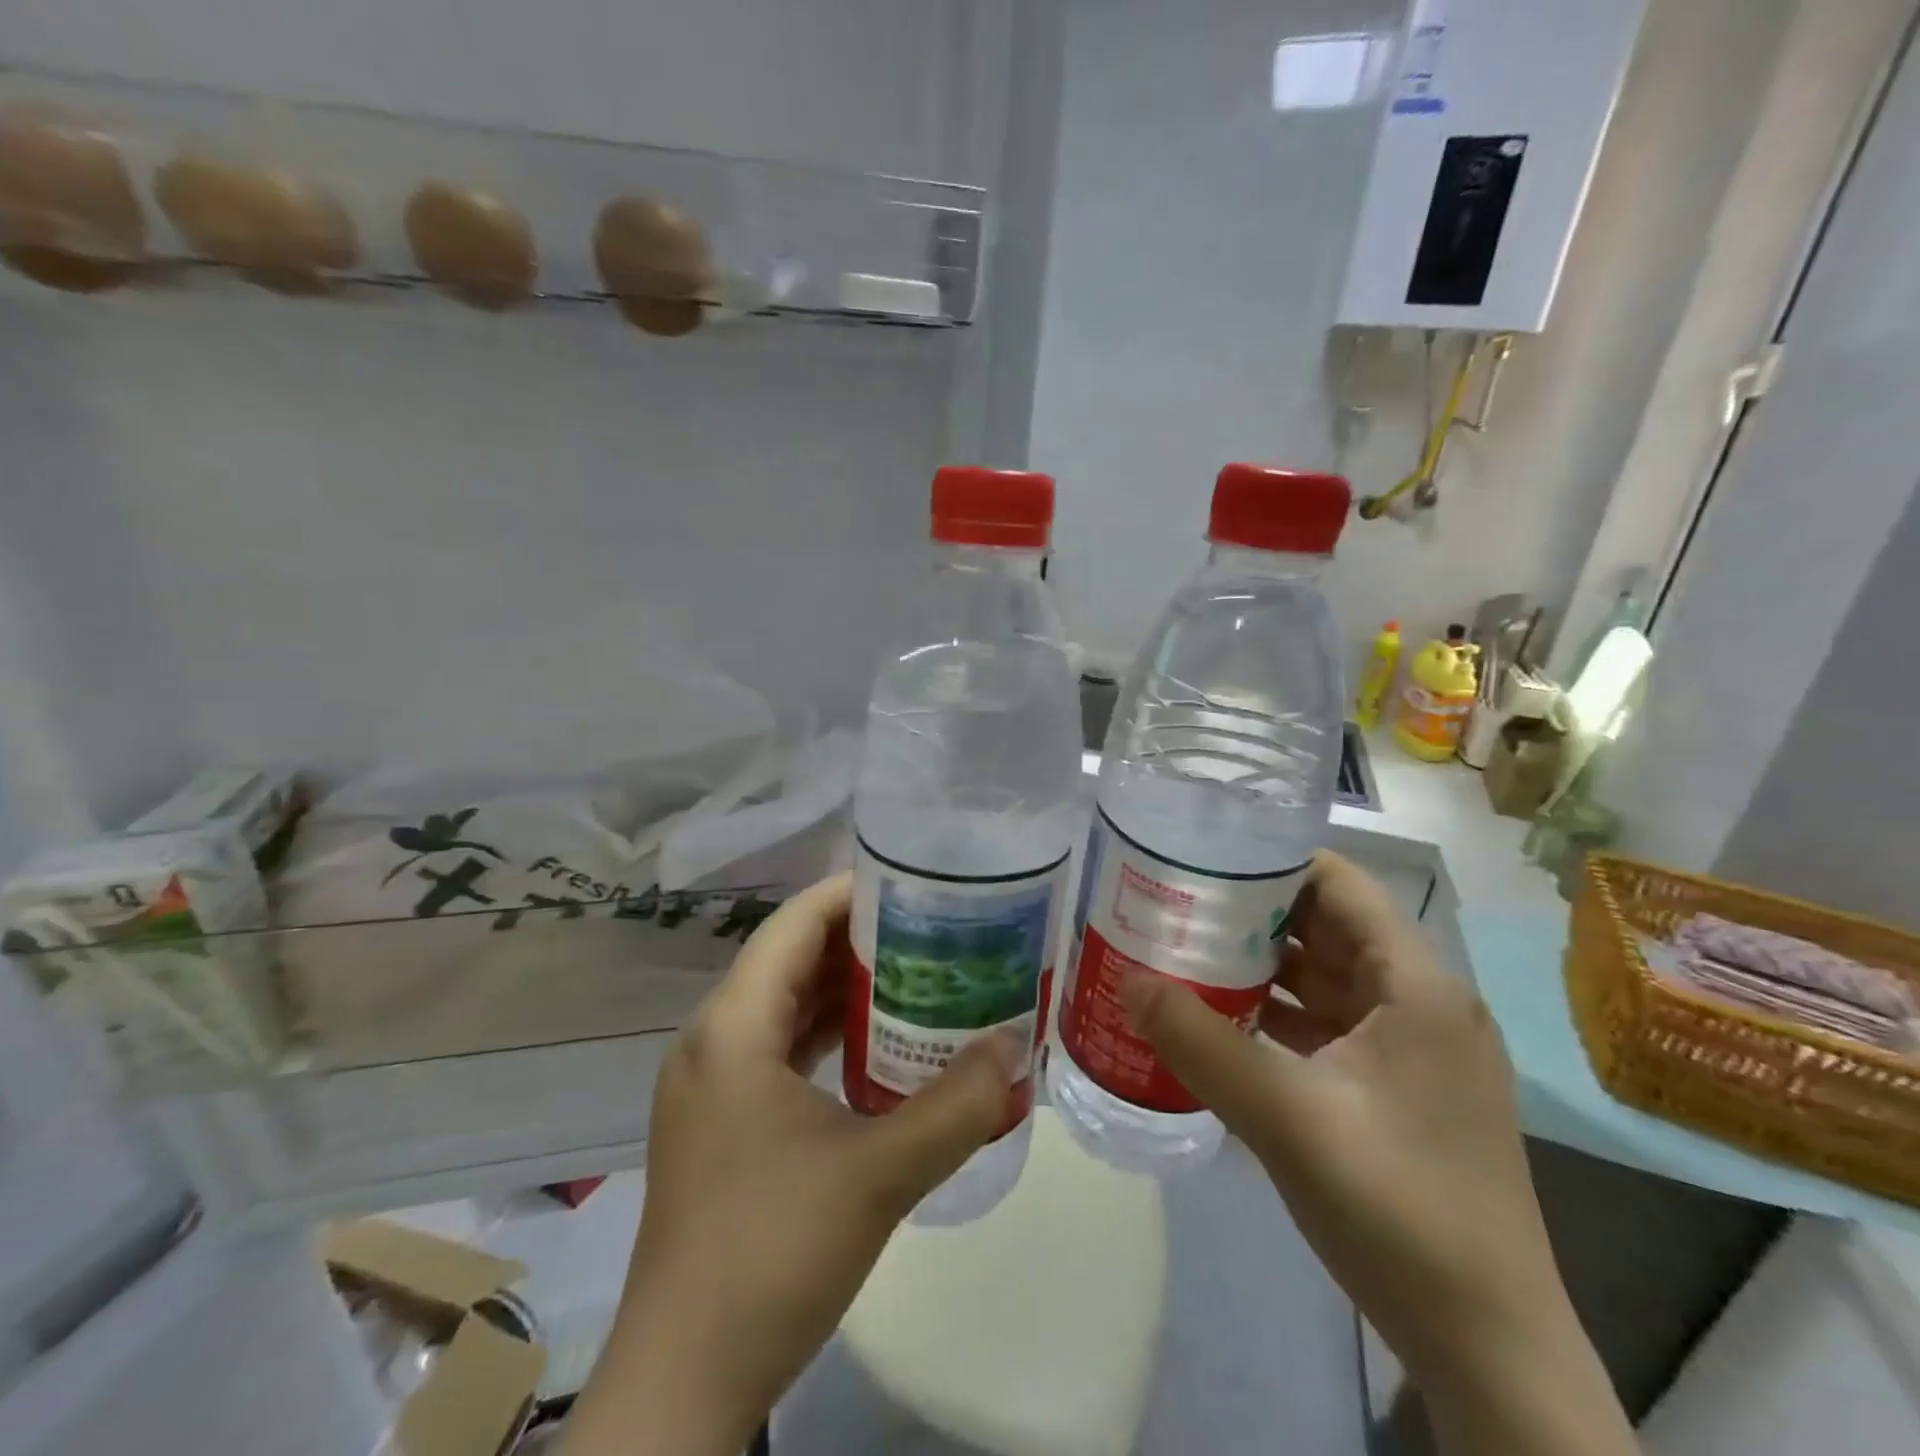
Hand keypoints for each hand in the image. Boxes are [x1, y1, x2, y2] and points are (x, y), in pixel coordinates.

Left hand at [561, 873, 1022, 1455]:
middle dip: (861, 938)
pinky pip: (780, 1047)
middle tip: (934, 928)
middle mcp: (713, 1039)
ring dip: (847, 988)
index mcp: (733, 1027)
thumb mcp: (880, 1173)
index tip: (917, 884)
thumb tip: (1016, 1046)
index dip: (852, 893)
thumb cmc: (772, 1254)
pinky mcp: (721, 1121)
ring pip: (785, 1004)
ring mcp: (712, 1083)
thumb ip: (957, 1105)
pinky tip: (880, 1046)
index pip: (794, 923)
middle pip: (790, 957)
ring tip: (918, 974)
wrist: (685, 1380)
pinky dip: (829, 1033)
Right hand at [1120, 852, 1635, 1455]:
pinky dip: (1276, 1014)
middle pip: (1326, 928)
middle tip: (1175, 903)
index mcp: (1416, 987)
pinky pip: (1327, 1025)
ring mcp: (1412, 1049)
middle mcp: (1421, 1003)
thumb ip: (1201, 1044)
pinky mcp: (1397, 1089)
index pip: (1339, 885)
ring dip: (1260, 966)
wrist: (1488, 1350)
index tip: (1200, 860)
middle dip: (1252, 912)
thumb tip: (1128, 982)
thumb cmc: (1399, 1211)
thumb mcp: (1287, 1119)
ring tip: (1184, 951)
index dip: (1271, 861)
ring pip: (1324, 979)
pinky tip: (1221, 1020)